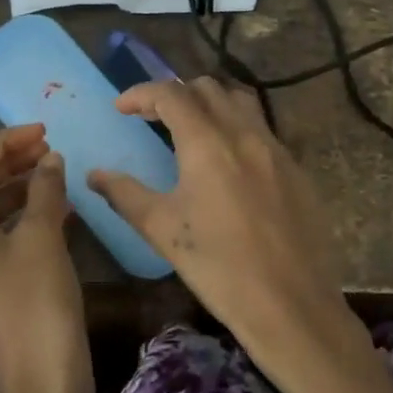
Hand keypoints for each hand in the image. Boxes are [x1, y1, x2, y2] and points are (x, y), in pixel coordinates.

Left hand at [0, 125, 93, 392]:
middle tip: (51, 149)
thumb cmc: (38, 303)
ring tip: (56, 175)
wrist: (42, 385)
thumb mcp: (44, 238)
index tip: (43, 132)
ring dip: (17, 188)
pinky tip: (56, 212)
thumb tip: (50, 159)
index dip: (3, 141)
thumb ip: (45, 190)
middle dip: (10, 162)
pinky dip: (21, 218)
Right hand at [87, 78, 362, 385]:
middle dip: (175, 94)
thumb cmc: (219, 268)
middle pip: (208, 89)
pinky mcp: (297, 169)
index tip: (121, 108)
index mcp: (209, 143)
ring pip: (240, 102)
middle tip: (153, 118)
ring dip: (210, 103)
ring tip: (191, 128)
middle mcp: (246, 134)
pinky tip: (229, 161)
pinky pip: (263, 128)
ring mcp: (277, 149)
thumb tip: (95, 175)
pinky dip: (237, 127)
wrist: (291, 304)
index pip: (171, 94)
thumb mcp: (163, 230)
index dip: (141, 93)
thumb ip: (125, 194)